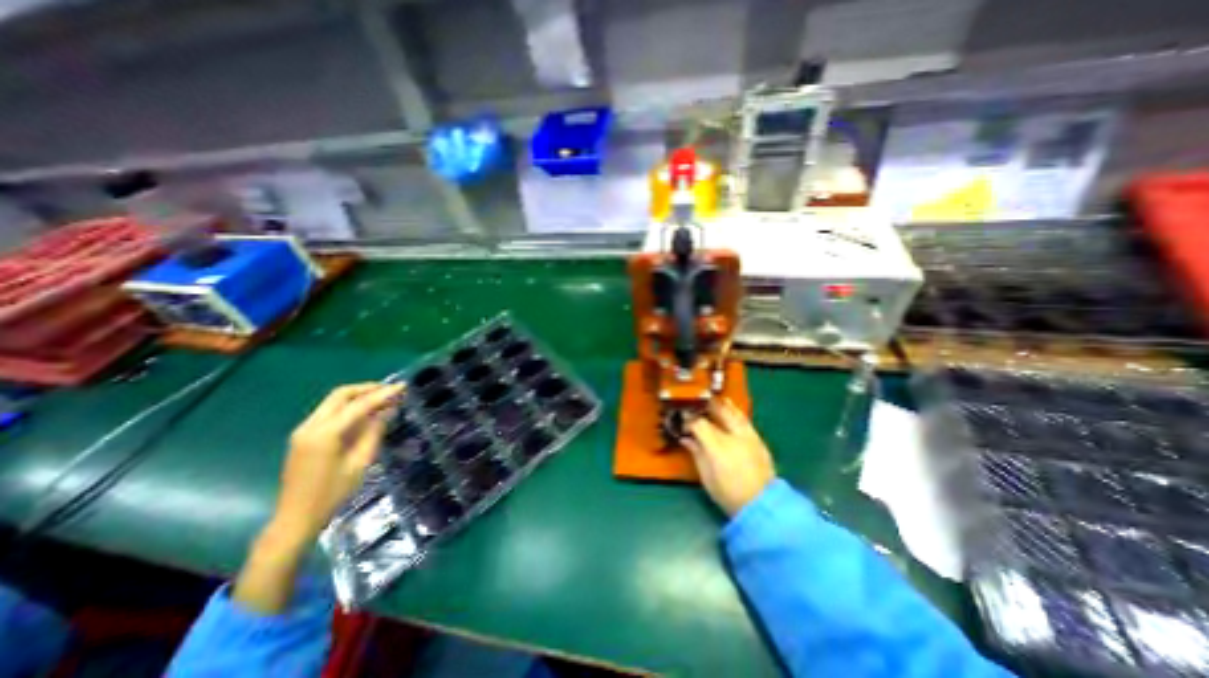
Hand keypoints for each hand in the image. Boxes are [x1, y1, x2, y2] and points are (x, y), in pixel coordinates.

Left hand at [272, 381, 406, 545]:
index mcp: (324, 433)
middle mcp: (310, 426)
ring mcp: (304, 430)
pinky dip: (349, 407)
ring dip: (359, 397)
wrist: (296, 517)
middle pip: (341, 395)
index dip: (383, 394)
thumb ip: (374, 432)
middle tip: (391, 390)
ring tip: (383, 400)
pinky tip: (366, 414)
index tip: (402, 386)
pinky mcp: (304, 436)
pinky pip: (329, 412)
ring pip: (334, 401)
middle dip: (368, 389)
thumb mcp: (360, 462)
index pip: (358, 405)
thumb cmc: (333, 493)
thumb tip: (388, 410)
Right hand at [678, 400, 774, 515]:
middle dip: (707, 406)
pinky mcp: (759, 441)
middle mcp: (733, 436)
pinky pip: (745, 421)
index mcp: (717, 447)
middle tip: (698, 402)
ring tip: (717, 399)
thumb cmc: (728, 493)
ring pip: (734, 414)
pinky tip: (732, 410)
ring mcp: (748, 437)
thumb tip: (686, 438)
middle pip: (718, 413)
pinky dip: (737, 413)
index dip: (689, 420)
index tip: (682, 419)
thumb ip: (696, 453)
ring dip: (724, 405)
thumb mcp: (706, 476)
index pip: (699, 424)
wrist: (762, 506)